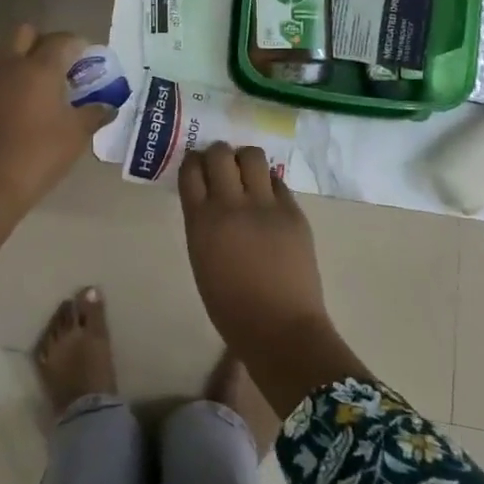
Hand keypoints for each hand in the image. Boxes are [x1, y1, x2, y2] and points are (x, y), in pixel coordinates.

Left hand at [0, 25, 110, 268]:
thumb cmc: (38, 155)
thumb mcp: (76, 136)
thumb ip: (95, 114)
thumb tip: (110, 105)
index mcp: (39, 67)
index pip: (62, 40)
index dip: (79, 46)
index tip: (90, 62)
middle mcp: (11, 66)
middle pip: (27, 34)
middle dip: (46, 43)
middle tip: (63, 68)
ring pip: (9, 57)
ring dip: (26, 64)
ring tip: (45, 93)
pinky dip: (11, 87)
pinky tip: (22, 114)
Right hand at [178, 143, 368, 413]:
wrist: (280, 329)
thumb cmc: (231, 307)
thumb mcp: (201, 259)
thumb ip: (202, 223)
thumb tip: (209, 199)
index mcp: (201, 221)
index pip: (191, 170)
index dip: (193, 162)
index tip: (196, 166)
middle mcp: (231, 204)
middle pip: (220, 153)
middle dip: (218, 154)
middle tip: (221, 167)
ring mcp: (265, 205)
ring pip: (253, 155)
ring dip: (245, 160)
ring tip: (247, 175)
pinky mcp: (293, 211)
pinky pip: (278, 181)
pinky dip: (269, 183)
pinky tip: (268, 198)